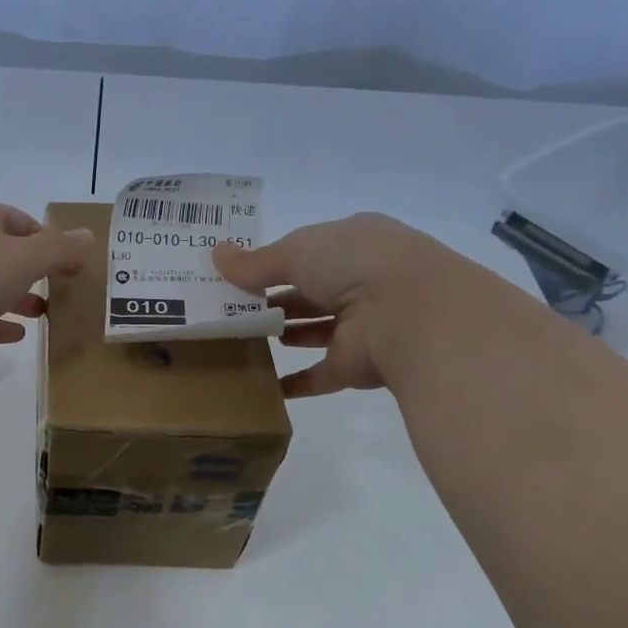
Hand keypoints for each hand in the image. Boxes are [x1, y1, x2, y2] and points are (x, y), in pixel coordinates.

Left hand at [0, 198, 94, 380]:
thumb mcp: (24, 258)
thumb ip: (60, 249)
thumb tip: (89, 237)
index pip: (22, 222)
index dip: (51, 242)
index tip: (74, 267)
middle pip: (3, 253)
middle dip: (33, 271)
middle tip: (63, 292)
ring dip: (15, 297)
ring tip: (46, 314)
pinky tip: (16, 335)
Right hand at [213, 213, 451, 396]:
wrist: (412, 315)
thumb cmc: (354, 265)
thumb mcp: (296, 251)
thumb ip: (255, 262)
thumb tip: (215, 254)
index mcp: (353, 243)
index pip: (307, 251)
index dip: (272, 261)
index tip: (235, 275)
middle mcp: (361, 281)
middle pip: (308, 291)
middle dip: (273, 299)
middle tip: (227, 310)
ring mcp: (362, 325)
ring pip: (314, 330)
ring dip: (283, 334)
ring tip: (238, 339)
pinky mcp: (357, 364)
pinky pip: (319, 374)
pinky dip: (294, 382)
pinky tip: (263, 384)